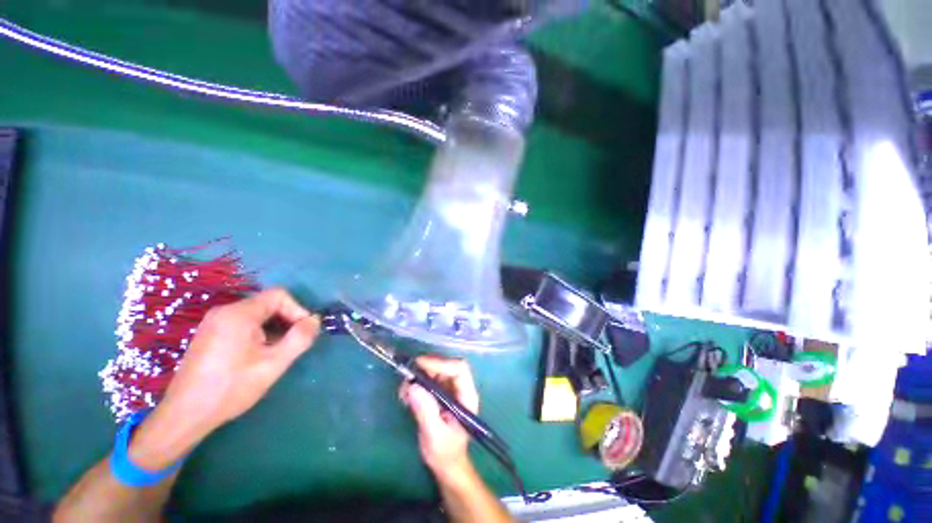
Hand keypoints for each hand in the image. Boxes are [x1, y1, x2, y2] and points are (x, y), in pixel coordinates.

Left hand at [129, 288, 319, 469]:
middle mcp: (224, 311)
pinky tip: (257, 356)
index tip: (303, 332)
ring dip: (273, 329)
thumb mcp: (274, 364)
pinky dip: (258, 334)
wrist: (185, 414)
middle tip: (292, 345)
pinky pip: (243, 324)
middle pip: (268, 304)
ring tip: (275, 353)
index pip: (279, 296)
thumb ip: (300, 338)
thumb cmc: (232, 387)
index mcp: (239, 313)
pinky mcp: (209, 334)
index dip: (297, 310)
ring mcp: (214, 323)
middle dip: (286, 321)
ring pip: (256, 315)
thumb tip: (315, 320)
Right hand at [399, 356, 478, 478]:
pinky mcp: (439, 392)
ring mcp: (450, 389)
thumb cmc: (445, 453)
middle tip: (407, 377)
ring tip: (404, 391)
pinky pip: (428, 378)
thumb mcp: (434, 436)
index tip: (420, 365)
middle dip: (427, 367)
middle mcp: (460, 388)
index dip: (441, 363)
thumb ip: (426, 411)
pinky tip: (406, 396)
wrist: (446, 465)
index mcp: (467, 395)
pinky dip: (416, 382)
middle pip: (447, 365)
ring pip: (436, 370)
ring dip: (419, 375)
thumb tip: (413, 386)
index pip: (459, 369)